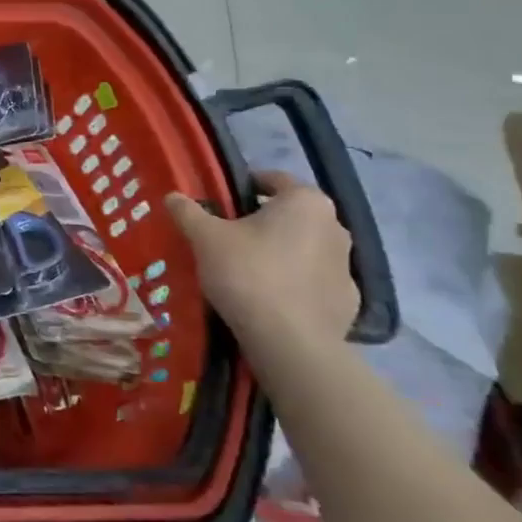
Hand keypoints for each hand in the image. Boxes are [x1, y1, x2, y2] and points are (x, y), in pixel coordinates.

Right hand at [165, 171, 357, 349]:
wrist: (289, 341)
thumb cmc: (248, 273)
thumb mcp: (205, 237)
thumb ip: (188, 211)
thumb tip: (173, 196)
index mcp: (306, 202)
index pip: (273, 180)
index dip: (243, 187)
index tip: (219, 204)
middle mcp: (335, 226)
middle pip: (290, 214)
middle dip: (261, 221)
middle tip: (227, 237)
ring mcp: (347, 266)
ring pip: (304, 247)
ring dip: (280, 251)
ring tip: (246, 270)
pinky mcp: (348, 300)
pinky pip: (314, 280)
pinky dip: (294, 282)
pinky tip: (269, 298)